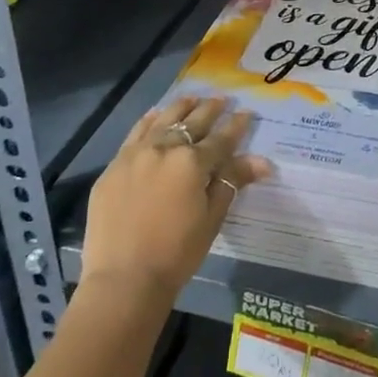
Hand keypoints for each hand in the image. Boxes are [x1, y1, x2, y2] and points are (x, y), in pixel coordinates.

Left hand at [79, 96, 272, 305]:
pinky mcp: (114, 166)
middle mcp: (164, 149)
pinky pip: (135, 133)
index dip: (236, 126)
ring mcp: (135, 155)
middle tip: (222, 99)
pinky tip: (155, 115)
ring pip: (162, 120)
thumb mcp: (212, 218)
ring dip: (180, 108)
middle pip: (192, 122)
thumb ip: (232, 182)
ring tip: (192, 98)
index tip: (246, 113)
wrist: (124, 278)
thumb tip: (263, 161)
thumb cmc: (177, 253)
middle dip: (210, 109)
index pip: (221, 138)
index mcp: (193, 163)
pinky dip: (149, 121)